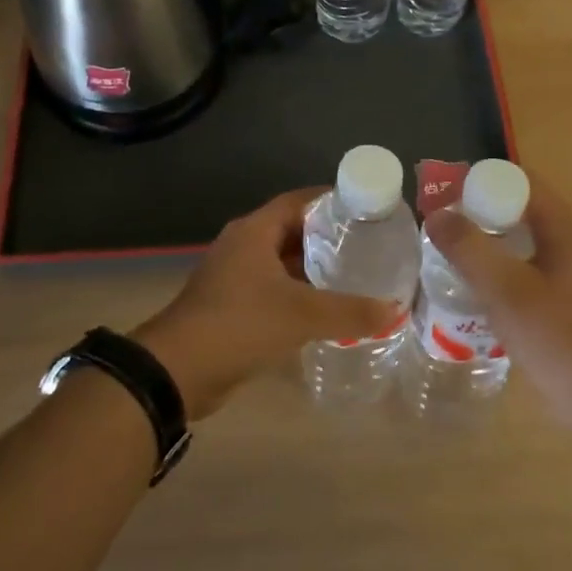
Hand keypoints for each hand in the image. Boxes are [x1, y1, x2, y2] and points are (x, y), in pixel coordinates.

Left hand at [132, 187, 399, 418]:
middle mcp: (243, 245)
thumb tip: (394, 310)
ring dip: (313, 268)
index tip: (365, 209)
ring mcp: (234, 275)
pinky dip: (298, 293)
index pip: (298, 200)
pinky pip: (272, 288)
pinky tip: (325, 308)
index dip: (331, 200)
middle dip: (327, 236)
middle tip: (368, 245)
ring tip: (355, 274)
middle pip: (292, 230)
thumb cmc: (239, 324)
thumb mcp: (302, 315)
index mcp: (254, 231)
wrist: (178, 370)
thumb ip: (350, 311)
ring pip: (282, 262)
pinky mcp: (231, 304)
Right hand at [424, 176, 571, 423]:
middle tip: (436, 222)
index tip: (443, 195)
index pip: (519, 181)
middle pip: (516, 206)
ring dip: (482, 238)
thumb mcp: (507, 291)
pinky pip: (519, 262)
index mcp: (563, 228)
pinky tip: (468, 281)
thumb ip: (469, 250)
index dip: (480, 181)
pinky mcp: (557, 293)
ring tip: (443, 248)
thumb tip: (436, 215)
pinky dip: (493, 263)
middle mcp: (566, 239)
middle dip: (475, 209)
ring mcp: (563, 267)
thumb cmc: (557, 339)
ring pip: (515, 236)